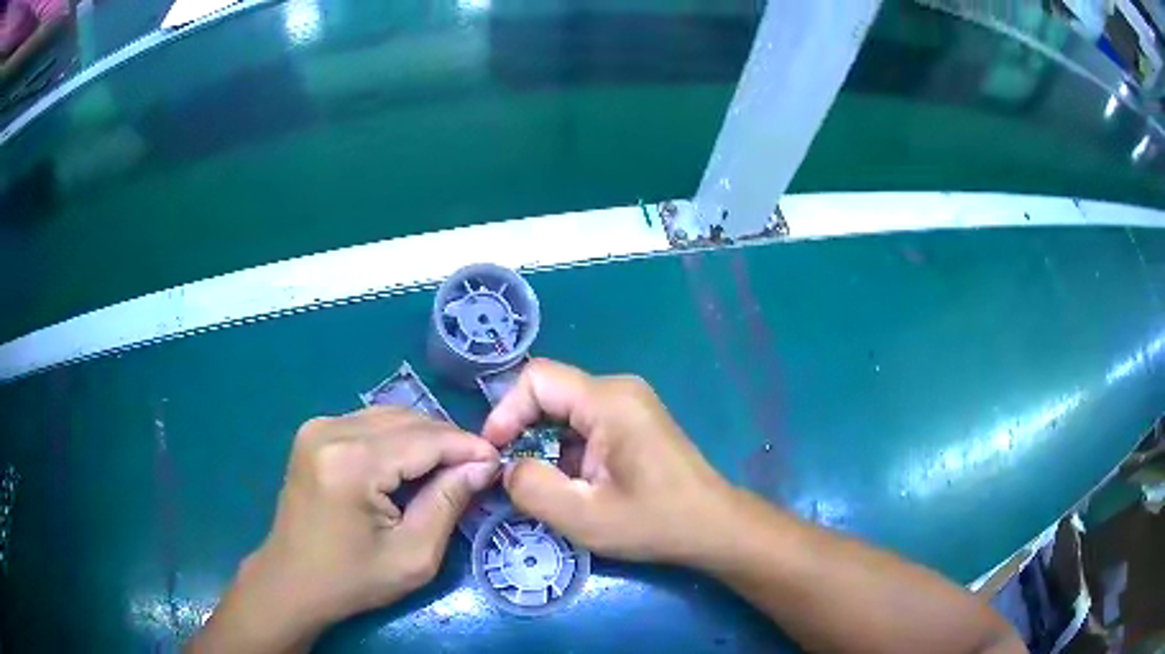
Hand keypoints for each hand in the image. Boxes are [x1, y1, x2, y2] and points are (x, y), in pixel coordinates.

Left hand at [191, 408, 498, 651]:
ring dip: (425, 438)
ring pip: (390, 416)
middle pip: (407, 420)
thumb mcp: (413, 556)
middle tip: (478, 468)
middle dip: (448, 441)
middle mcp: (330, 430)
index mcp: (352, 463)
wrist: (292, 581)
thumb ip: (448, 503)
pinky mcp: (314, 432)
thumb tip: (484, 465)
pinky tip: (411, 465)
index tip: (499, 460)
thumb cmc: (352, 579)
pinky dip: (398, 439)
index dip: (467, 446)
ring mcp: (318, 426)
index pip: (425, 438)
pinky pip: (369, 423)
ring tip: (450, 468)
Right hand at [483, 359, 736, 564]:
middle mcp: (618, 390)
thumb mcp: (583, 517)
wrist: (712, 527)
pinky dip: (565, 448)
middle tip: (511, 474)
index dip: (506, 411)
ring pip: (564, 410)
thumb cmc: (654, 522)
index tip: (494, 453)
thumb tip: (506, 467)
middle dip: (522, 431)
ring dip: (543, 443)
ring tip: (541, 484)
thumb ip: (531, 488)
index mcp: (609, 401)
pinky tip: (570, 483)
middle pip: (549, 393)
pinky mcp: (633, 421)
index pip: (537, 379)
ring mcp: (629, 404)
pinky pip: (583, 423)